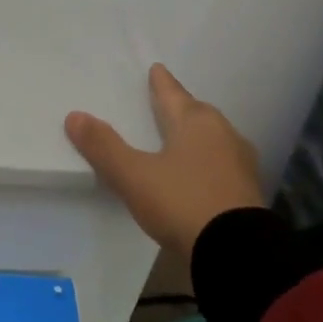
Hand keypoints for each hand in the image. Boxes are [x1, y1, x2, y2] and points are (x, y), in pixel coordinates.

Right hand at [65, 63, 264, 259]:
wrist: (239, 253)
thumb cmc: (183, 202)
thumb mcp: (134, 176)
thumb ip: (104, 146)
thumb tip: (74, 116)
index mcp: (195, 122)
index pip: (173, 93)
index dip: (161, 82)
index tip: (157, 68)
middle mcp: (222, 134)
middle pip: (197, 112)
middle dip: (181, 107)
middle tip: (166, 102)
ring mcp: (240, 163)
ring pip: (213, 138)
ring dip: (197, 135)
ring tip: (180, 138)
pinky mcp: (248, 192)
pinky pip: (222, 164)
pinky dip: (207, 161)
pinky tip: (199, 173)